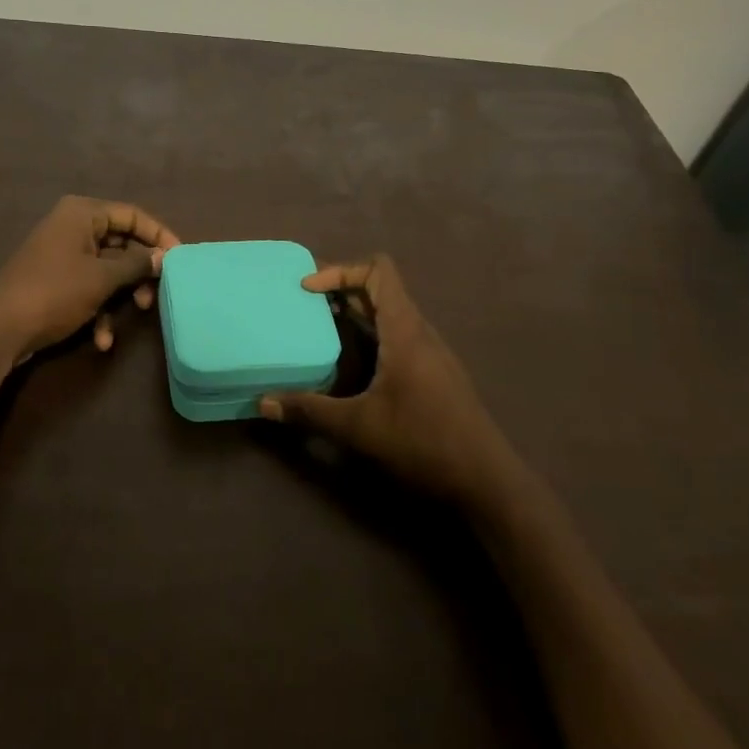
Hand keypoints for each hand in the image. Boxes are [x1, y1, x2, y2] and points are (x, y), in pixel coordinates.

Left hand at [0, 197, 181, 364]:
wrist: (0, 329)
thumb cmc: (56, 292)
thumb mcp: (102, 278)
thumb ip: (137, 264)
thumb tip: (163, 256)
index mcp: (82, 213)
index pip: (132, 215)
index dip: (159, 235)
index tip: (180, 258)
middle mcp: (72, 226)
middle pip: (121, 243)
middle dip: (139, 272)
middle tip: (157, 292)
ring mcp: (62, 254)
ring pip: (107, 269)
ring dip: (122, 295)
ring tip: (136, 314)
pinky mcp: (55, 280)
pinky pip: (88, 287)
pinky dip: (99, 310)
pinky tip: (101, 339)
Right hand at [260, 255, 513, 508]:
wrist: (486, 479)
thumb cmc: (423, 441)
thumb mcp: (359, 427)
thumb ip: (310, 411)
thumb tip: (263, 403)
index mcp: (405, 331)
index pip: (378, 271)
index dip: (341, 270)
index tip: (307, 289)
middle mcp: (420, 332)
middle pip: (382, 288)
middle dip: (342, 289)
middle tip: (304, 304)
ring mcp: (431, 353)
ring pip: (391, 313)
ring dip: (356, 312)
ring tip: (320, 327)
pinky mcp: (435, 372)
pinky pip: (399, 335)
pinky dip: (371, 334)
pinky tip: (352, 363)